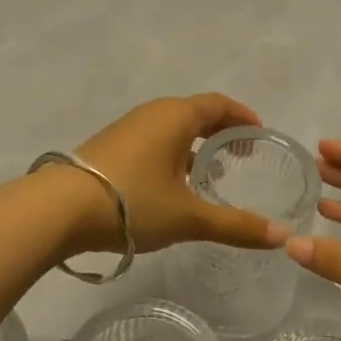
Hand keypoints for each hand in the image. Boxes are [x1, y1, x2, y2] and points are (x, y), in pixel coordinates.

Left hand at [68, 95, 289, 253]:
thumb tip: (281, 236)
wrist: (59, 209)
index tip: (259, 134)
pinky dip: (171, 154)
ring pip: (171, 129)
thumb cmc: (133, 202)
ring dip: (194, 145)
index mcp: (176, 116)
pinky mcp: (109, 147)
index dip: (243, 117)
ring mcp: (126, 129)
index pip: (219, 104)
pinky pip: (152, 141)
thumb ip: (236, 225)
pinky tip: (171, 186)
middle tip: (241, 157)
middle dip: (220, 132)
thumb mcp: (188, 217)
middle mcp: (152, 113)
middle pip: (195, 113)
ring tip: (209, 175)